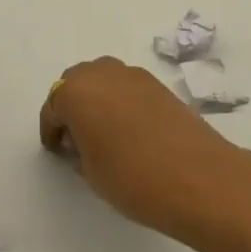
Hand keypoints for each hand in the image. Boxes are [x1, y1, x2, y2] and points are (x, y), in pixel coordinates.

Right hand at [40, 57, 250, 244]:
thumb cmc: (133, 178)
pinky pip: (126, 86)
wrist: (198, 176)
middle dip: (72, 107)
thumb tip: (81, 140)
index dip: (51, 131)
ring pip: (102, 80)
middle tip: (77, 140)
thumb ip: (78, 151)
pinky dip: (120, 100)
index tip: (57, 152)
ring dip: (97, 100)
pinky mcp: (157, 83)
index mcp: (75, 92)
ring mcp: (132, 74)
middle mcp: (101, 73)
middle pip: (75, 83)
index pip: (52, 108)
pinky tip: (130, 129)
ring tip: (104, 133)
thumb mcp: (92, 173)